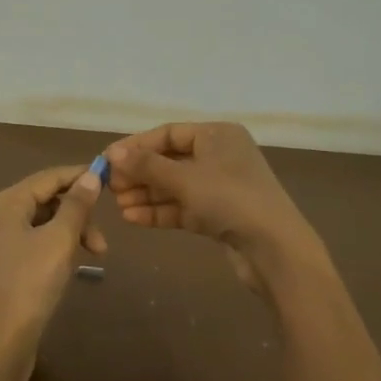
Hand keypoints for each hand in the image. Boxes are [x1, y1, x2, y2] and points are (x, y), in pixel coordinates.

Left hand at [0, 164, 105, 380]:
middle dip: (77, 215)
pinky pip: (30, 246)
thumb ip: (77, 206)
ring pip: (39, 225)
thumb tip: (89, 175)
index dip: (79, 176)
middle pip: (43, 201)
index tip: (109, 181)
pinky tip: (68, 268)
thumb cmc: (31, 284)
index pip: (48, 177)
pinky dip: (53, 249)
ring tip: (92, 257)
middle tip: (102, 243)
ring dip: (69, 234)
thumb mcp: (60, 240)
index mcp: (4, 204)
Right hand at [104, 123, 323, 293]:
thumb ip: (146, 165)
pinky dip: (159, 211)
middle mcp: (220, 156)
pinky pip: (182, 207)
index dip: (137, 146)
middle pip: (170, 160)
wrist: (273, 247)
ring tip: (117, 205)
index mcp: (218, 135)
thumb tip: (112, 154)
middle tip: (109, 187)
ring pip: (174, 186)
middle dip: (139, 174)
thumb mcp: (184, 178)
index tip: (107, 160)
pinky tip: (132, 219)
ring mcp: (220, 187)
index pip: (169, 133)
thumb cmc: (229, 199)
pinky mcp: (218, 215)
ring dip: (146, 194)